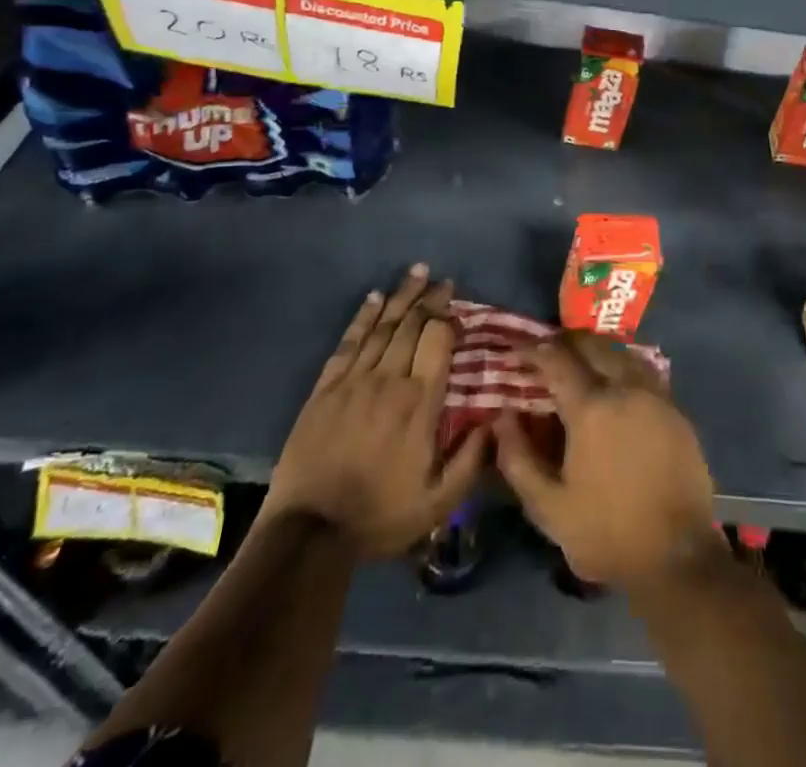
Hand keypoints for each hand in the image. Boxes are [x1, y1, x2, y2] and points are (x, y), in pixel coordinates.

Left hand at [263, 265, 484, 554]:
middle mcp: (388, 379)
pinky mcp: (325, 388)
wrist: (309, 533)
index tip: (458, 304)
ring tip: (416, 272)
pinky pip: (348, 343)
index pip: (438, 341)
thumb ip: (471, 459)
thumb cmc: (379, 516)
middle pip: (411, 325)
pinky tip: (373, 298)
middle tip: (442, 278)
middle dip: (429, 298)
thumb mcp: (438, 501)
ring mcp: (353, 381)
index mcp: (419, 402)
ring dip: (400, 297)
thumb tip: (496, 419)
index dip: (449, 317)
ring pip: (382, 327)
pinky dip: (362, 318)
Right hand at [493, 331, 721, 591]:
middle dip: (565, 342)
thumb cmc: (606, 532)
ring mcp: (655, 396)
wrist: (676, 556)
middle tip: (546, 351)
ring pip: (622, 352)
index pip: (556, 360)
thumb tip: (502, 417)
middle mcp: (625, 388)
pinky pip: (643, 372)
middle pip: (592, 345)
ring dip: (596, 349)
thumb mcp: (548, 508)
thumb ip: (518, 459)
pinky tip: (614, 383)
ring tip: (579, 361)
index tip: (515, 350)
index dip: (532, 350)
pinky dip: (622, 365)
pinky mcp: (675, 410)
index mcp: (591, 408)